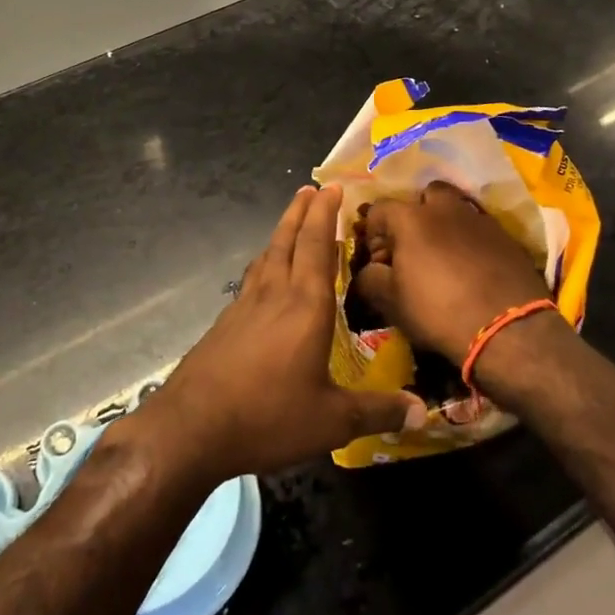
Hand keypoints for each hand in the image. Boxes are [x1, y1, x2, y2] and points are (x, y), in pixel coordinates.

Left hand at [138, 186, 425, 482]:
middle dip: (301, 211)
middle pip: (287, 240)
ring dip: (281, 232)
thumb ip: (377, 411)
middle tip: (311, 188)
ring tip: (291, 221)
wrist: (192, 427)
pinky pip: (252, 278)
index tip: (332, 187)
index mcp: (305, 306)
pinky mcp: (225, 323)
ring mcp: (244, 306)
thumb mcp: (331, 422)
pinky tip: (264, 275)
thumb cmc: (268, 416)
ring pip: (267, 256)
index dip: (325, 214)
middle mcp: (275, 295)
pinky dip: (265, 262)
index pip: (317, 246)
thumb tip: (421, 411)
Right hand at [352, 181, 551, 364]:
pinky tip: (471, 267)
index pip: (380, 209)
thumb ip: (370, 278)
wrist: (508, 329)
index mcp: (411, 218)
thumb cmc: (439, 312)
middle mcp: (445, 208)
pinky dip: (470, 240)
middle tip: (413, 246)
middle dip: (415, 214)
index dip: (373, 232)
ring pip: (456, 208)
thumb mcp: (392, 302)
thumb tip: (369, 270)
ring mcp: (479, 218)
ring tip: (443, 255)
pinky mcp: (506, 236)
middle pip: (425, 195)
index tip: (378, 259)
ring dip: (445, 224)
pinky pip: (479, 228)